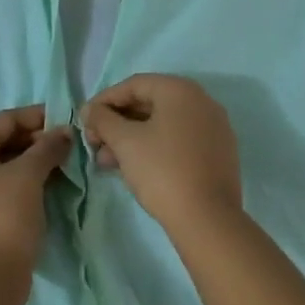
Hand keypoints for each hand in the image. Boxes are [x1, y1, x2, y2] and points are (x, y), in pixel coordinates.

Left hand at [0, 106, 71, 283]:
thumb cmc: (5, 215)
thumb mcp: (28, 175)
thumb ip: (47, 147)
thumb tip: (65, 132)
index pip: (4, 120)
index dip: (35, 116)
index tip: (65, 118)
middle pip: (3, 140)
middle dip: (36, 139)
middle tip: (67, 142)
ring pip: (6, 163)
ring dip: (34, 159)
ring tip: (63, 161)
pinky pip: (5, 184)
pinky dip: (27, 179)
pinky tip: (50, 182)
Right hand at [81, 74, 241, 235]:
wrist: (207, 219)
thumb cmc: (162, 170)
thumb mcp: (125, 142)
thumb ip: (103, 119)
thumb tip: (90, 110)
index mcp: (180, 90)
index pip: (134, 85)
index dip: (105, 101)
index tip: (85, 121)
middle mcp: (201, 102)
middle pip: (149, 104)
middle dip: (117, 123)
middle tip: (95, 143)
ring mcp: (214, 128)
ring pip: (163, 125)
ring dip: (132, 138)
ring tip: (108, 162)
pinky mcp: (218, 153)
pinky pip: (179, 141)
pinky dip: (155, 148)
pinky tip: (135, 168)